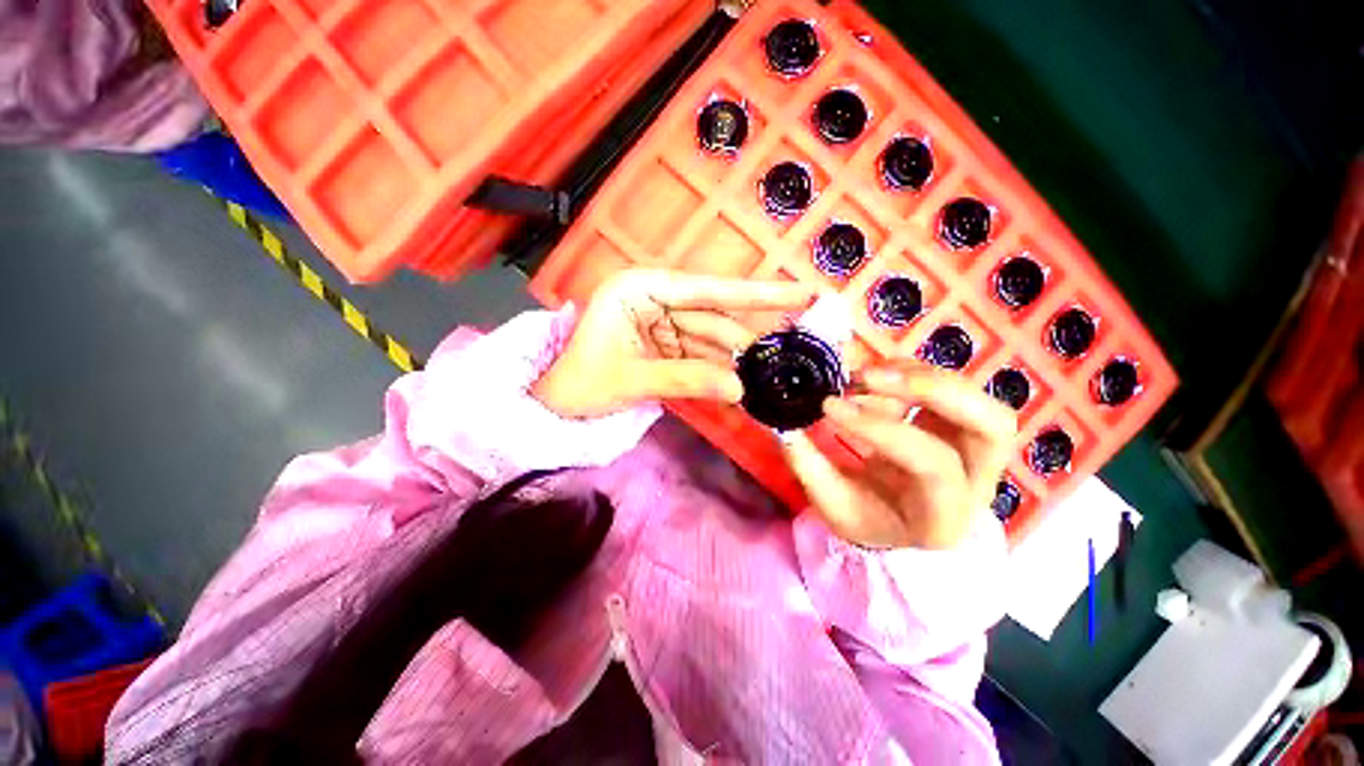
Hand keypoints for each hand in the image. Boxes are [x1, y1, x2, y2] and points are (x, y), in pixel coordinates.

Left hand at [532, 270, 816, 417]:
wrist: (552, 404)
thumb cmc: (578, 383)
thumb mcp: (631, 379)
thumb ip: (687, 379)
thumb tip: (740, 388)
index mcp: (640, 289)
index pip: (707, 290)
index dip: (757, 294)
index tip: (802, 293)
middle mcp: (654, 298)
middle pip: (713, 316)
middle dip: (748, 338)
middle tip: (790, 352)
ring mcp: (660, 322)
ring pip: (709, 339)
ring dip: (735, 359)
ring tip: (769, 375)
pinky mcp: (663, 344)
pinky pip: (698, 355)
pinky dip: (717, 370)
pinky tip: (739, 383)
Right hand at [782, 365, 1017, 549]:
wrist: (900, 523)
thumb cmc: (868, 520)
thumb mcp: (832, 504)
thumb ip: (808, 466)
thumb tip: (783, 424)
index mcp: (943, 517)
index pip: (932, 464)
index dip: (879, 427)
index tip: (830, 405)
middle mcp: (977, 481)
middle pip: (992, 426)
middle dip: (931, 390)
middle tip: (869, 378)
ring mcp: (976, 449)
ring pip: (978, 399)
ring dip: (919, 375)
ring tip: (866, 375)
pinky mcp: (961, 424)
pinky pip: (950, 386)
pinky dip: (910, 372)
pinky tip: (875, 376)